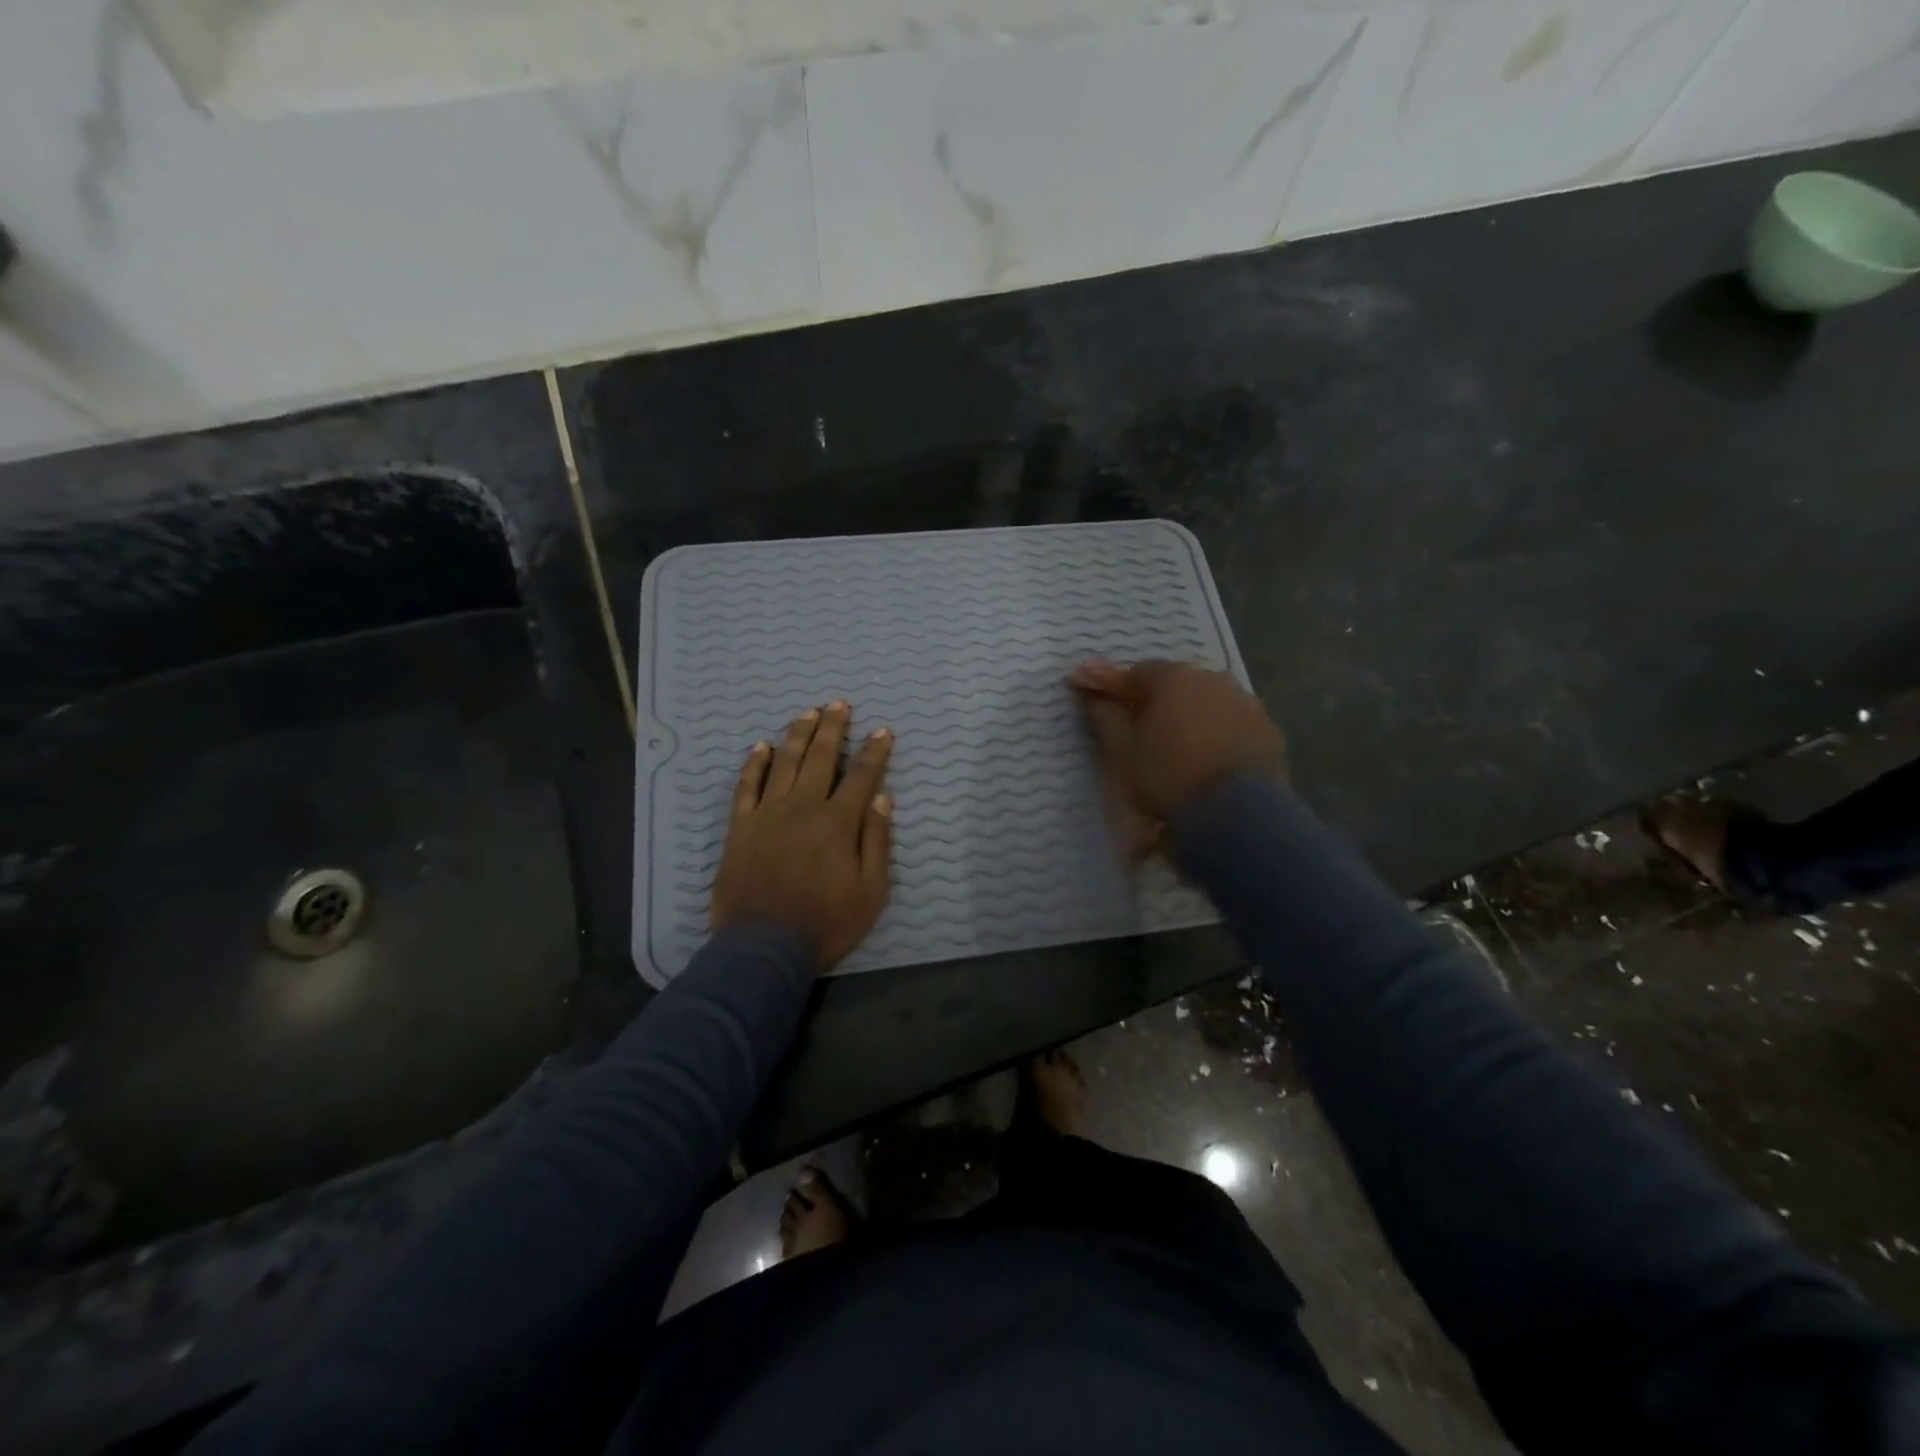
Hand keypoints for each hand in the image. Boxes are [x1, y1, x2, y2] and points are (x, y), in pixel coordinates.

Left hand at [710, 702, 893, 971]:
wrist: (763, 948)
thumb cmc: (825, 923)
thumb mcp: (870, 891)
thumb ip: (877, 842)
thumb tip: (882, 799)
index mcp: (837, 822)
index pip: (861, 776)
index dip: (874, 751)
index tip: (882, 731)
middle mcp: (802, 807)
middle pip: (820, 758)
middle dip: (833, 728)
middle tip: (839, 704)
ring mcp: (767, 814)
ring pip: (784, 763)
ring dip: (797, 735)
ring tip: (808, 713)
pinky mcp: (740, 827)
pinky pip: (746, 787)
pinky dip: (754, 764)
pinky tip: (761, 746)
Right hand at [1069, 660, 1286, 849]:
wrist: (1236, 813)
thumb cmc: (1167, 776)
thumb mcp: (1122, 751)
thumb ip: (1104, 717)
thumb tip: (1091, 695)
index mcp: (1173, 677)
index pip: (1137, 673)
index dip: (1120, 692)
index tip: (1111, 714)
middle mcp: (1212, 678)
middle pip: (1176, 684)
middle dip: (1159, 703)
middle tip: (1146, 736)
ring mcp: (1246, 701)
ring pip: (1208, 702)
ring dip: (1192, 717)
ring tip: (1182, 752)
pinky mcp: (1269, 728)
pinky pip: (1234, 723)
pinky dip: (1220, 735)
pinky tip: (1212, 763)